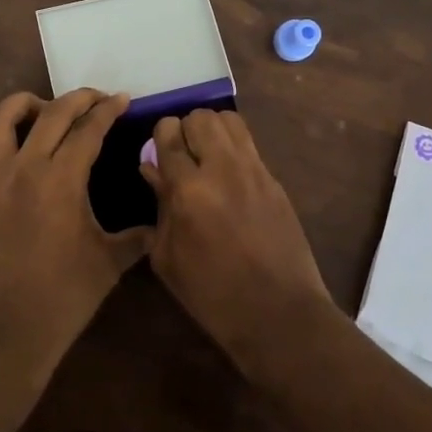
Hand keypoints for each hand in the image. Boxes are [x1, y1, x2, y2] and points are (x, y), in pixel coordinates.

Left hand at [0, 90, 148, 374]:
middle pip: (50, 113)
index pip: (88, 129)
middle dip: (77, 98)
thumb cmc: (63, 298)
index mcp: (62, 179)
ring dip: (21, 105)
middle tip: (94, 99)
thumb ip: (136, 239)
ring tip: (40, 109)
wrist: (6, 333)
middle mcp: (24, 168)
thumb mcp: (109, 265)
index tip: (122, 100)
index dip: (108, 110)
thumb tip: (157, 226)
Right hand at [140, 109, 335, 378]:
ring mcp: (254, 170)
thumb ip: (159, 206)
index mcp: (189, 190)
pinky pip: (249, 144)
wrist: (279, 314)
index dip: (160, 137)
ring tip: (207, 156)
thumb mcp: (168, 258)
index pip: (169, 132)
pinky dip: (234, 148)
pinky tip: (229, 176)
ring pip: (229, 119)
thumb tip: (152, 168)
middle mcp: (222, 168)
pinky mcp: (275, 179)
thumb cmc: (212, 295)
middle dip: (186, 129)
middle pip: (201, 116)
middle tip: (183, 155)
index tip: (159, 154)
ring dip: (212, 130)